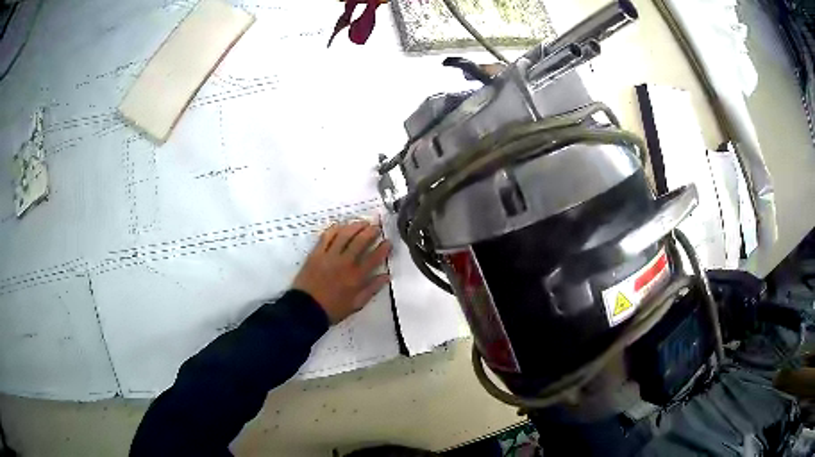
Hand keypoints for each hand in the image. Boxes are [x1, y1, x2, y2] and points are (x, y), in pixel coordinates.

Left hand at [293, 220, 391, 323]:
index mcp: (357, 277)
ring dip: (355, 226)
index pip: (374, 258)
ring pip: (345, 235)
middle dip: (371, 232)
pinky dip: (335, 229)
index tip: (388, 241)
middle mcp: (345, 263)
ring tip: (362, 222)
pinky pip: (327, 236)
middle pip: (360, 241)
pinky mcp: (316, 253)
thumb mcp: (356, 304)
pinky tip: (341, 225)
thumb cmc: (333, 309)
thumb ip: (372, 289)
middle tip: (376, 227)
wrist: (306, 309)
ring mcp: (329, 256)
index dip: (384, 248)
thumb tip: (386, 276)